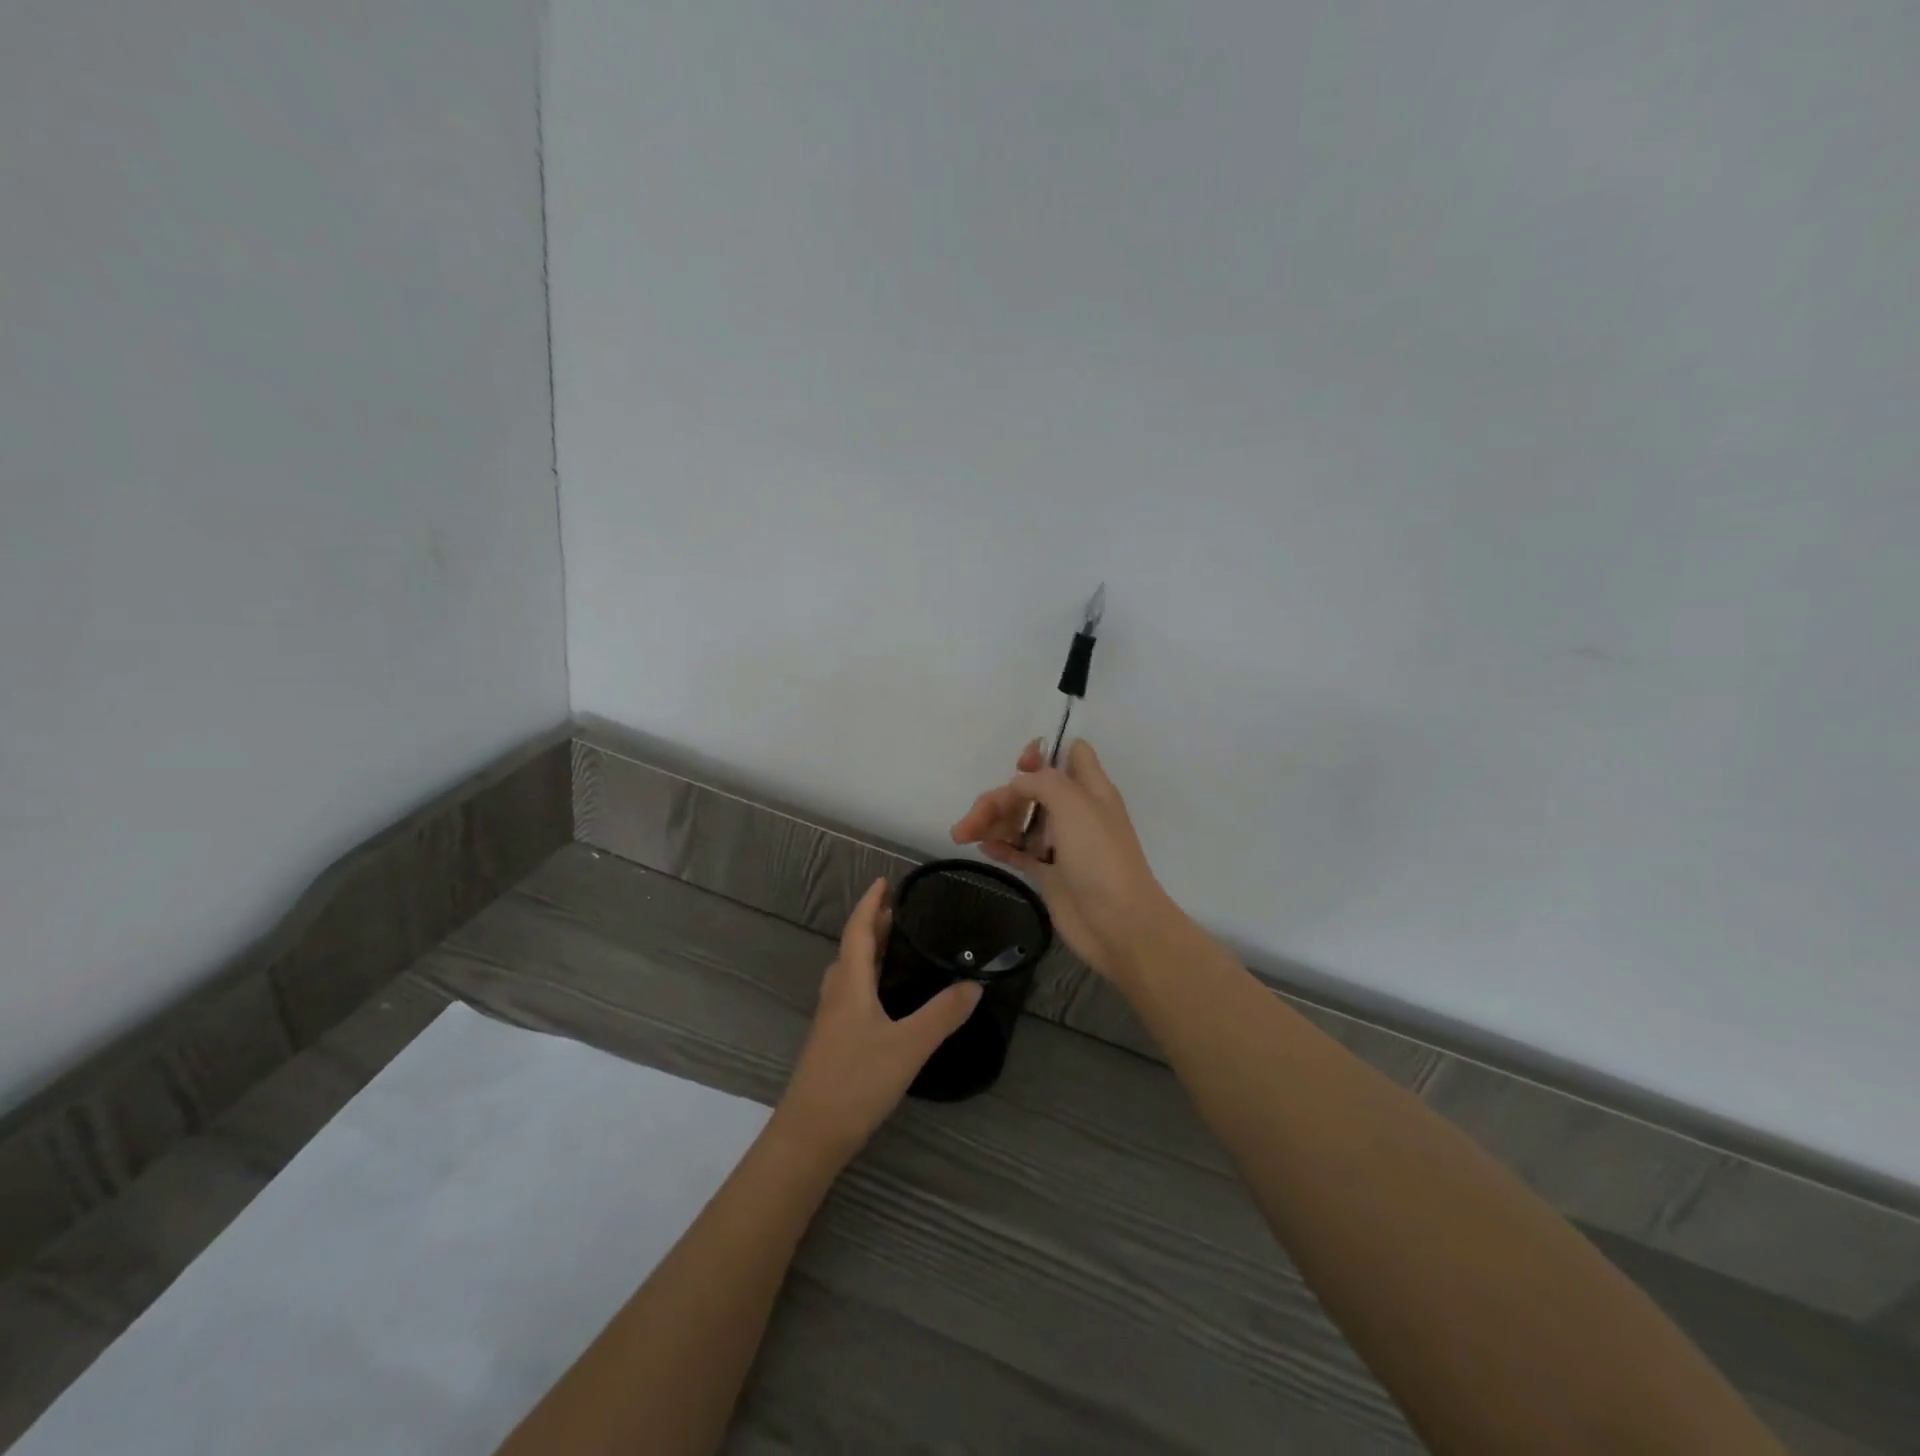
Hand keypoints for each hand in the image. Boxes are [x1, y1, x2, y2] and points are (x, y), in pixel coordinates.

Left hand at [775, 878, 982, 1160]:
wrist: (810, 1136)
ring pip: (850, 972)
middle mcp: (837, 994)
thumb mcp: (908, 1045)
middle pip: (853, 948)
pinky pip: (852, 994)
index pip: (858, 930)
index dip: (871, 904)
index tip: (885, 881)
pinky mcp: (834, 1042)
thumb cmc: (856, 1081)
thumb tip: (974, 984)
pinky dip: (869, 979)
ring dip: (869, 952)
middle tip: (902, 912)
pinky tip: (888, 998)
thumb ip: (942, 1014)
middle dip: (873, 925)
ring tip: (897, 947)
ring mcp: (832, 1020)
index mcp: (849, 983)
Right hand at [950, 738, 1182, 984]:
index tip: (1019, 767)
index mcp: (1090, 789)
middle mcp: (1075, 812)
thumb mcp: (1075, 804)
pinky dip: (999, 846)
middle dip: (1000, 798)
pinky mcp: (1049, 873)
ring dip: (992, 822)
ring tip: (963, 836)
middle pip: (1031, 790)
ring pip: (1021, 820)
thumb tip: (1017, 783)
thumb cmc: (1100, 857)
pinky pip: (1018, 851)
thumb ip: (1043, 782)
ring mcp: (1061, 844)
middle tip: (974, 819)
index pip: (1071, 753)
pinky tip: (980, 848)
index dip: (1043, 753)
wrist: (1118, 923)